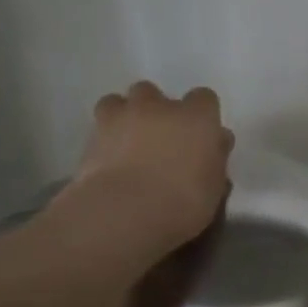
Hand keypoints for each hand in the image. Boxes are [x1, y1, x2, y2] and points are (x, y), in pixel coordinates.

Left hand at [47, 82, 234, 260]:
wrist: (125, 212)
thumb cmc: (184, 202)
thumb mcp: (214, 187)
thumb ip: (215, 158)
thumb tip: (216, 143)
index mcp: (196, 117)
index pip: (204, 98)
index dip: (202, 115)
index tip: (201, 136)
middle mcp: (158, 107)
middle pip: (155, 94)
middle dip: (157, 111)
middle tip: (161, 141)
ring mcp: (121, 117)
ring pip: (119, 102)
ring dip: (125, 117)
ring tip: (128, 143)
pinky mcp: (91, 136)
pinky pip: (99, 127)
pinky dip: (105, 139)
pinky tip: (110, 161)